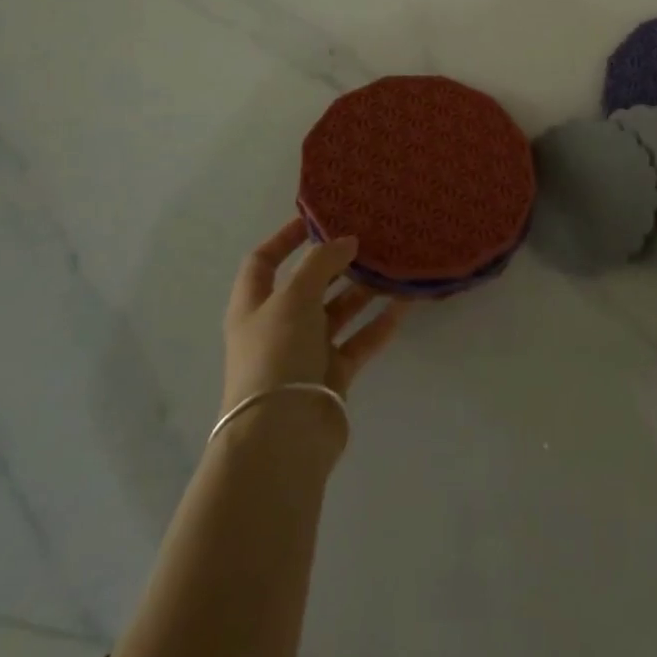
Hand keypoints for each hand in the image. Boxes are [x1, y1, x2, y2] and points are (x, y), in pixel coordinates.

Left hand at [222, 218, 405, 415]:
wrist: (282, 436)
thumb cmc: (277, 354)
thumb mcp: (294, 297)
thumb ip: (321, 263)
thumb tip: (347, 241)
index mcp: (254, 306)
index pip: (263, 262)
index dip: (285, 238)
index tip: (318, 219)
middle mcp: (278, 326)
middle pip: (308, 286)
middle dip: (336, 263)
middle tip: (369, 240)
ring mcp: (305, 352)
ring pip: (337, 312)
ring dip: (362, 290)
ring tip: (392, 266)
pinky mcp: (332, 376)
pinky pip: (358, 341)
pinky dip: (378, 324)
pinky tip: (403, 305)